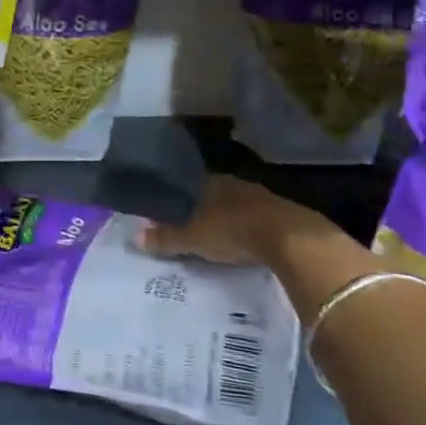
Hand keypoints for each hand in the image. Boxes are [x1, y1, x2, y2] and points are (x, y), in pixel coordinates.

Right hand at [141, 176, 372, 310]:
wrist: (291, 239)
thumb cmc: (233, 232)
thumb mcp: (193, 239)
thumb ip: (166, 238)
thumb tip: (134, 236)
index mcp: (212, 182)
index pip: (191, 184)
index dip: (182, 197)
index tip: (174, 209)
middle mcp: (236, 183)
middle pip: (217, 194)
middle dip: (208, 208)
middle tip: (196, 225)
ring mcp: (264, 197)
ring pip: (240, 205)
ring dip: (233, 218)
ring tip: (222, 235)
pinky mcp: (286, 214)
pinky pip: (262, 219)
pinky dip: (254, 229)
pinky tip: (250, 242)